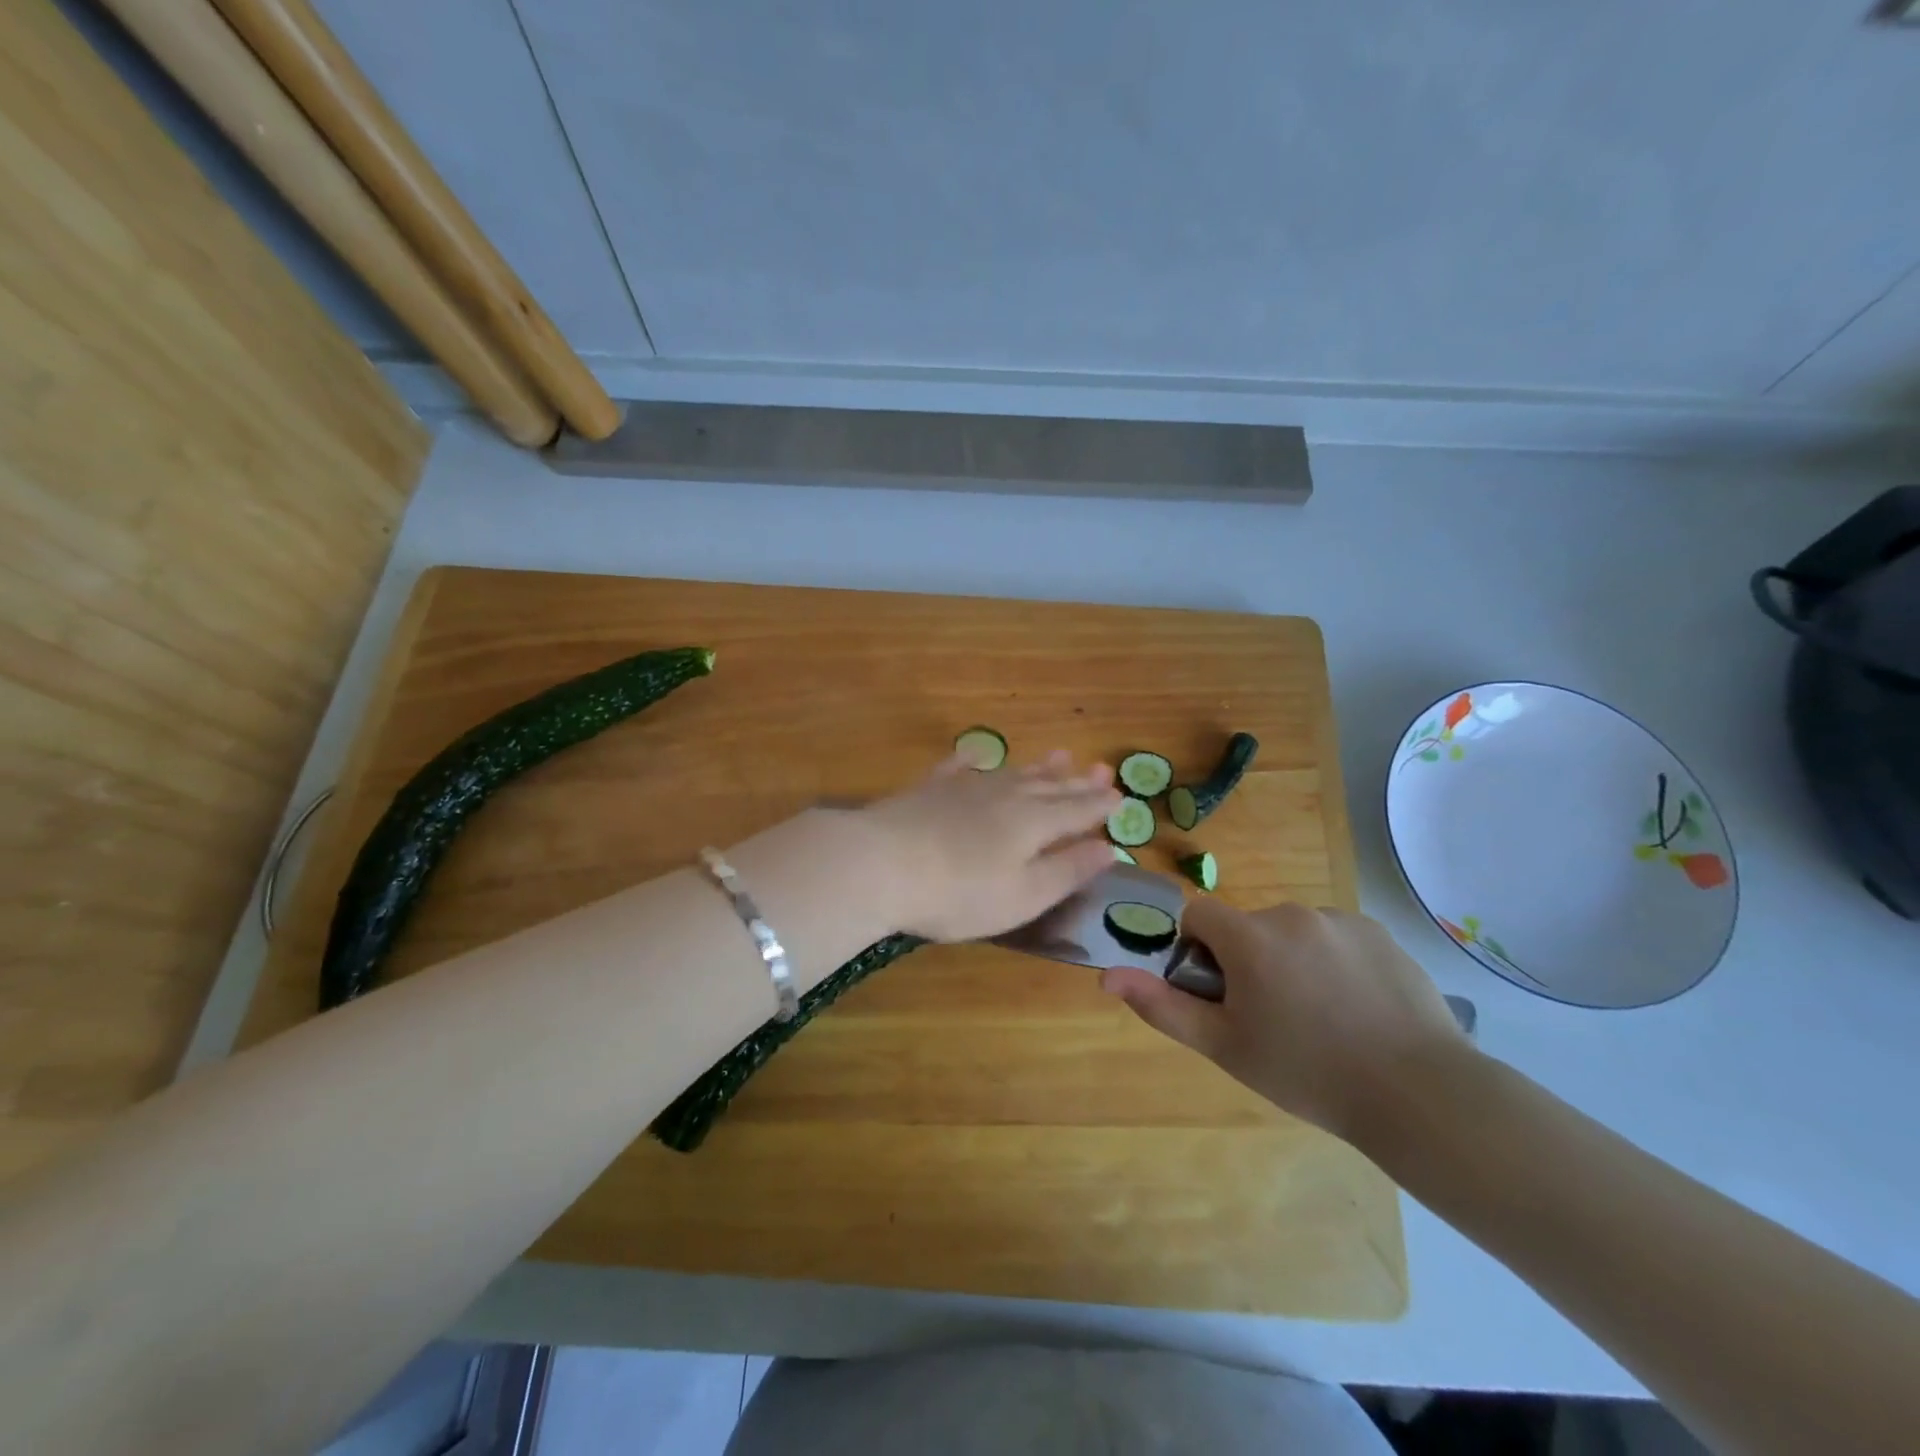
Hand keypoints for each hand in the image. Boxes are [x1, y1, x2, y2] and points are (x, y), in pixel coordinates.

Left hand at [861, 750, 1121, 941]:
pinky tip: (976, 755)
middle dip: (1077, 781)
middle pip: (1049, 786)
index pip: (1077, 810)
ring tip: (1059, 755)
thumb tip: (1110, 848)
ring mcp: (964, 787)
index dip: (1099, 806)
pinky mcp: (928, 789)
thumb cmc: (960, 893)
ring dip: (1038, 766)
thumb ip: (1068, 870)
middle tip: (1100, 768)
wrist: (882, 863)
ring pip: (1012, 772)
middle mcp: (1005, 796)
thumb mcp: (1024, 895)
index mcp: (1033, 822)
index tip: (1120, 797)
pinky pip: (958, 767)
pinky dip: (972, 761)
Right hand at [1101, 899, 1468, 1143]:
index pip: (1199, 914)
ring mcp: (1340, 920)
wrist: (1419, 1093)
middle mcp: (1292, 914)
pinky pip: (1335, 937)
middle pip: (1247, 926)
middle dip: (1247, 960)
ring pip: (1292, 932)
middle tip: (1272, 1018)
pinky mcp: (1378, 933)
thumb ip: (1163, 1007)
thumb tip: (1107, 976)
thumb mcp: (1225, 1047)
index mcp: (1250, 937)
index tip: (1219, 992)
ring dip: (1291, 960)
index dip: (1198, 950)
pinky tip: (1357, 1007)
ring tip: (1321, 1018)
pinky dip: (1333, 961)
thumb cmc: (1307, 1072)